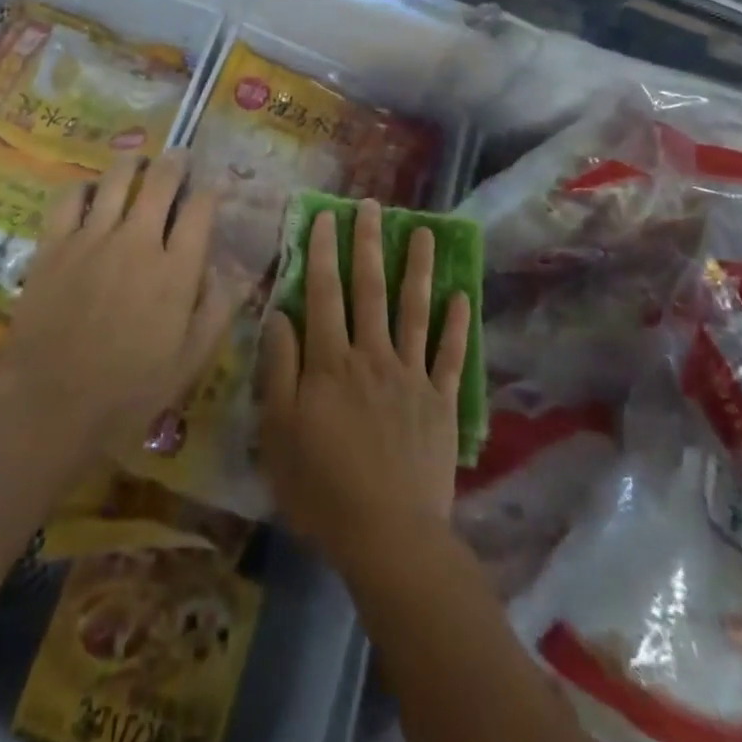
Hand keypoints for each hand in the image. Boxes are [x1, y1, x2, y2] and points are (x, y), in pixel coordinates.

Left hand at [0, 151, 241, 465]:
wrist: (50, 407)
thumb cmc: (129, 391)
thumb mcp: (190, 360)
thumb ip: (219, 309)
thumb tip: (239, 270)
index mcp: (177, 269)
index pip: (202, 208)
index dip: (212, 189)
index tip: (214, 186)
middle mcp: (139, 241)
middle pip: (162, 181)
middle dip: (176, 162)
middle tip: (179, 157)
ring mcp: (93, 238)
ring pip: (117, 178)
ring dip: (133, 163)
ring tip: (138, 162)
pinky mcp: (55, 245)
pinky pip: (70, 198)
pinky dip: (83, 186)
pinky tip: (90, 191)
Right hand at [258, 199, 469, 571]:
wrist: (388, 535)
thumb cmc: (321, 486)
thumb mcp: (279, 431)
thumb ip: (279, 368)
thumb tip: (280, 314)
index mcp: (331, 361)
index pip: (324, 293)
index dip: (324, 252)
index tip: (326, 216)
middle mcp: (373, 355)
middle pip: (370, 289)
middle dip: (369, 244)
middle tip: (373, 206)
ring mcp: (411, 375)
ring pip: (414, 310)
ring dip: (419, 269)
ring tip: (425, 233)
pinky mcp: (441, 401)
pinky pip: (450, 355)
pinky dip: (457, 325)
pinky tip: (463, 296)